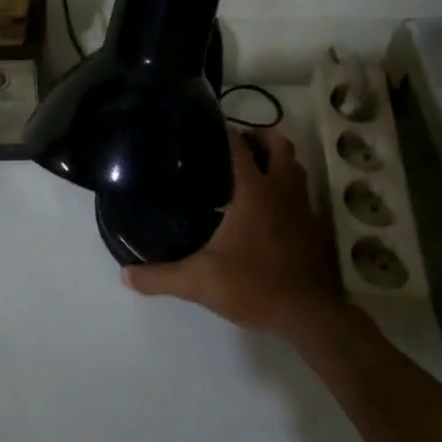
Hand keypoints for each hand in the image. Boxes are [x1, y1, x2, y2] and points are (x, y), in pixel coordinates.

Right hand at [123, 129, 342, 336]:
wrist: (309, 314)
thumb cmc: (254, 285)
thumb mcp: (199, 282)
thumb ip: (161, 276)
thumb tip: (125, 274)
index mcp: (253, 191)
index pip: (240, 146)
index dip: (226, 132)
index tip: (209, 127)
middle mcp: (281, 190)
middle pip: (278, 145)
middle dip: (260, 137)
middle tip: (238, 145)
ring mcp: (303, 207)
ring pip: (296, 167)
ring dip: (278, 160)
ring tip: (256, 169)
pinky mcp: (316, 228)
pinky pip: (304, 194)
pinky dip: (290, 189)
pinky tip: (274, 208)